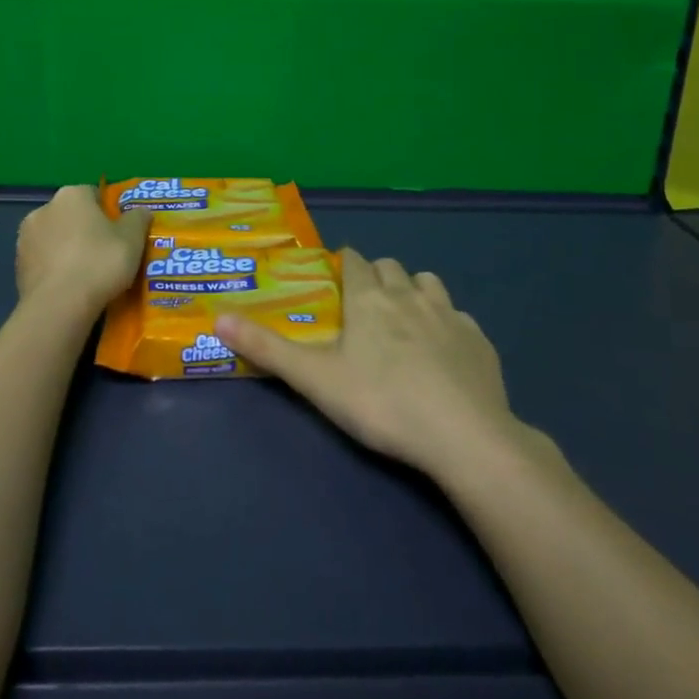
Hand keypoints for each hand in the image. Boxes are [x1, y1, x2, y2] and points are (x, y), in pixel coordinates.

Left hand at [15, 185, 151, 321]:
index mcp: (71, 195)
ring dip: (67, 249)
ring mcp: (25, 237)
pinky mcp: (16, 265)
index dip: (108, 213)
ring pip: (54, 238)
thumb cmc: (99, 263)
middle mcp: (44, 208)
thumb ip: (138, 219)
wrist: (59, 306)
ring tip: (86, 275)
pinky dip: (54, 268)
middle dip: (85, 230)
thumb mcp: (132, 240)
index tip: (119, 234)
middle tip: (105, 254)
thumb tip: (140, 211)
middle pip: (71, 215)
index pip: (93, 194)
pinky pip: (43, 261)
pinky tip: (68, 287)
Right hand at [216, 248, 543, 481]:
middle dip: (376, 275)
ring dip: (413, 290)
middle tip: (364, 304)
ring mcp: (450, 315)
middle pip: (391, 267)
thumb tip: (218, 318)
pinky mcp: (479, 341)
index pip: (354, 262)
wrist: (464, 436)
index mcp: (370, 299)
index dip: (344, 264)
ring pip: (428, 283)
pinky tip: (444, 351)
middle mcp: (409, 295)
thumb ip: (268, 349)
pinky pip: (459, 317)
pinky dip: (447, 323)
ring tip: (404, 318)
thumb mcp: (315, 380)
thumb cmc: (382, 403)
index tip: (336, 276)